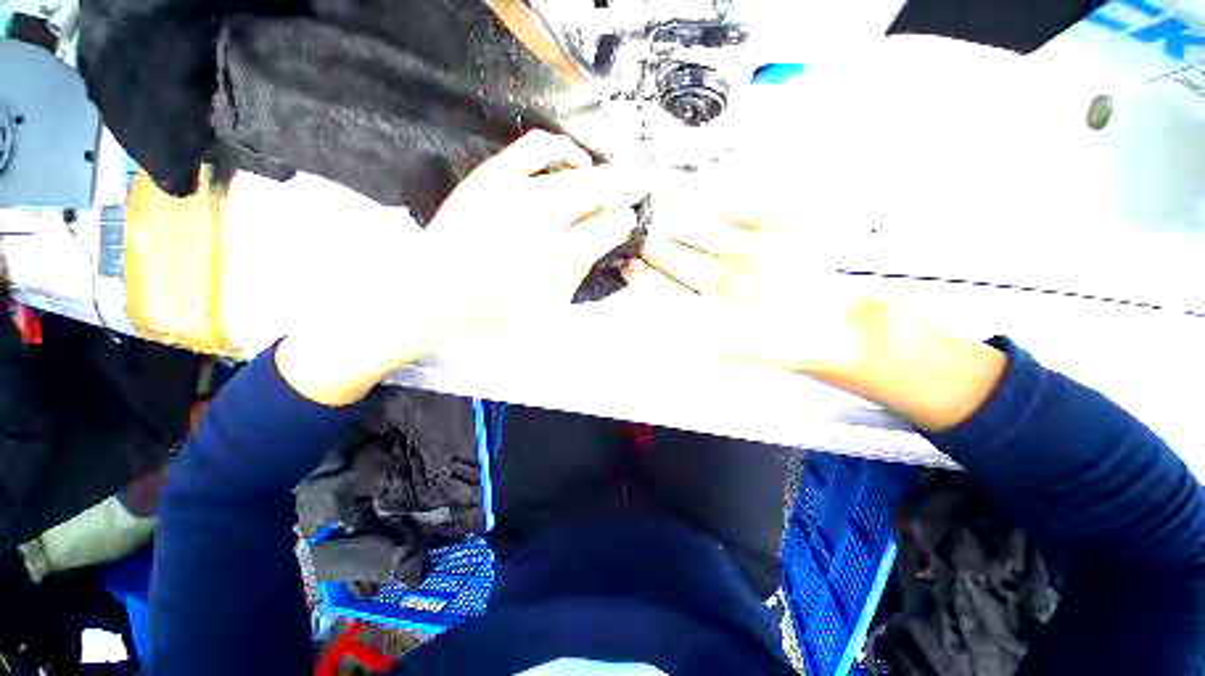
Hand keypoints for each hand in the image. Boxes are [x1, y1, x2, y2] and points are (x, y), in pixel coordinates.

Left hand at [278, 130, 645, 405]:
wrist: (431, 297)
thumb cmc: (491, 316)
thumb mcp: (544, 311)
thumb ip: (574, 276)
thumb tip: (595, 247)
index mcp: (555, 259)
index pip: (605, 228)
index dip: (622, 221)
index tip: (629, 219)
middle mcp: (539, 220)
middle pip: (595, 192)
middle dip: (624, 186)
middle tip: (640, 183)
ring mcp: (512, 193)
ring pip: (571, 174)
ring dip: (599, 174)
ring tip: (610, 177)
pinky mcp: (491, 177)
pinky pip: (535, 149)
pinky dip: (561, 150)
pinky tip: (571, 160)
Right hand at [629, 186, 1005, 431]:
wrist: (833, 329)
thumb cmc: (776, 342)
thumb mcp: (719, 351)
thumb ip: (680, 325)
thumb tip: (648, 288)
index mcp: (709, 318)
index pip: (653, 284)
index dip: (636, 270)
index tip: (630, 263)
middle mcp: (727, 284)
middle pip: (665, 250)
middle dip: (650, 244)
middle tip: (649, 240)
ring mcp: (755, 252)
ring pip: (689, 224)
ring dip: (673, 222)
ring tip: (674, 222)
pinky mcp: (783, 225)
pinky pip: (729, 203)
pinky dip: (713, 204)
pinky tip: (712, 211)